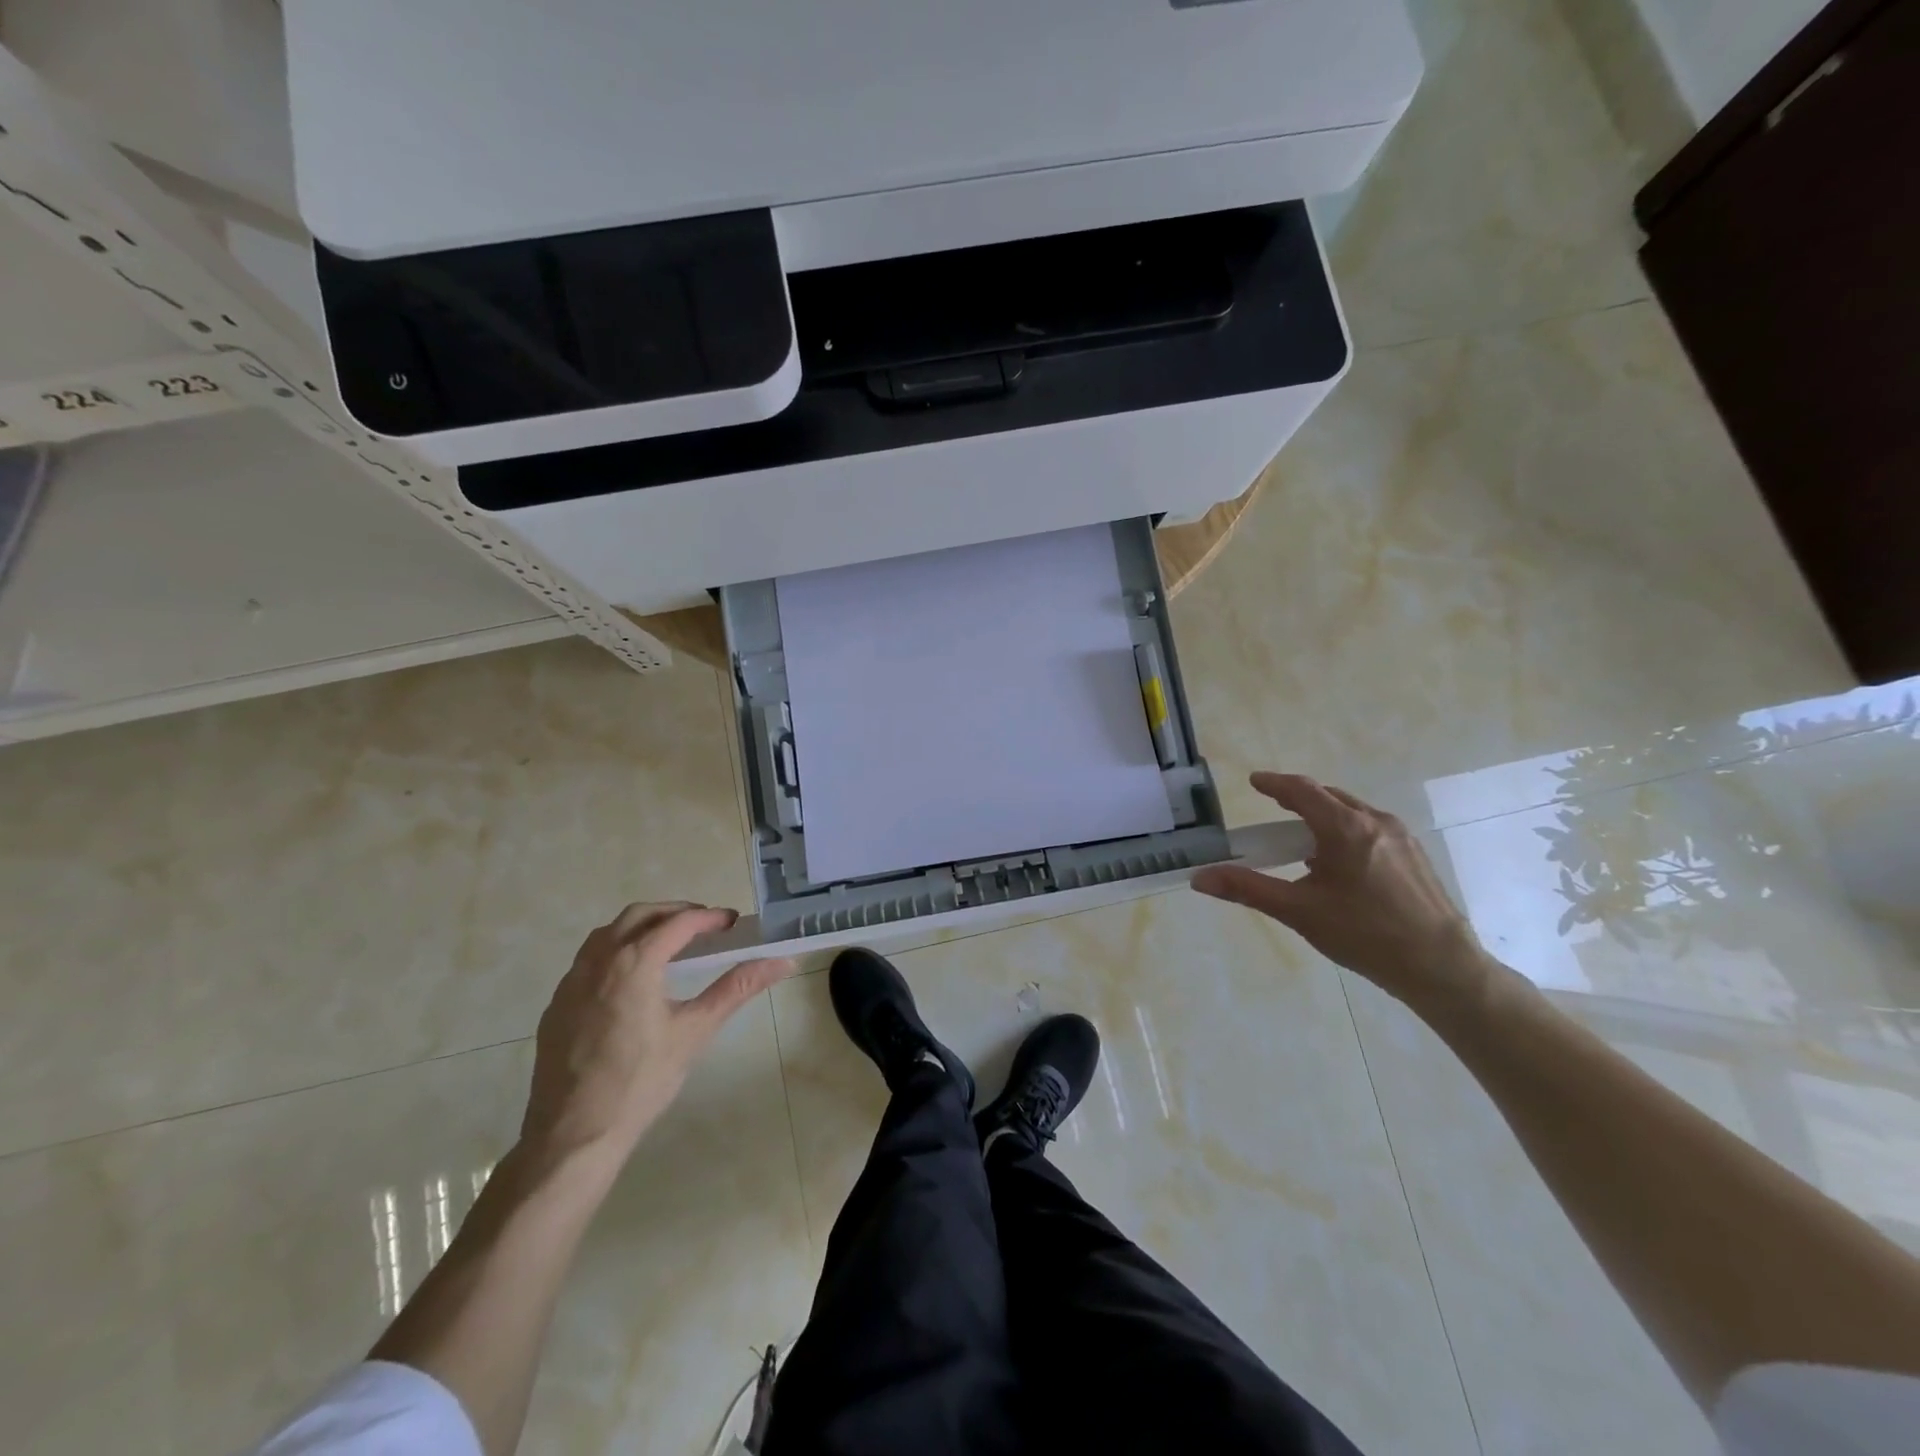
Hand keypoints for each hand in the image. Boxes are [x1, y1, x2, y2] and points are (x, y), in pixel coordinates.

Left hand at [519, 903, 793, 1168]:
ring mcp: (571, 982)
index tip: (732, 922)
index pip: (678, 923)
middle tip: (704, 925)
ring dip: (642, 926)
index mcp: (634, 962)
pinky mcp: (556, 1004)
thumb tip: (782, 962)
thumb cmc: (642, 1081)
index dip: (709, 918)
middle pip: (639, 915)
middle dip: (674, 913)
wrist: (573, 1135)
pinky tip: (631, 979)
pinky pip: (588, 960)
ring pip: (608, 933)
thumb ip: (737, 988)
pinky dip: (616, 951)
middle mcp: (598, 960)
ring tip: (669, 943)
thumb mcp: (696, 1031)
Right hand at [1193, 773, 1491, 1009]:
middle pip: (1329, 796)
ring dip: (1324, 816)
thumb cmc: (1364, 935)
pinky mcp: (1415, 856)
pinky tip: (1340, 864)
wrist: (1441, 967)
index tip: (1254, 782)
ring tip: (1304, 841)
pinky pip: (1371, 828)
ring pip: (1353, 812)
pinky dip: (1346, 831)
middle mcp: (1376, 822)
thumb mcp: (1299, 911)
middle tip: (1274, 810)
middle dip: (1298, 798)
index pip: (1302, 790)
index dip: (1274, 784)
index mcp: (1345, 828)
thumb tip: (1199, 878)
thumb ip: (1247, 889)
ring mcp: (1401, 837)